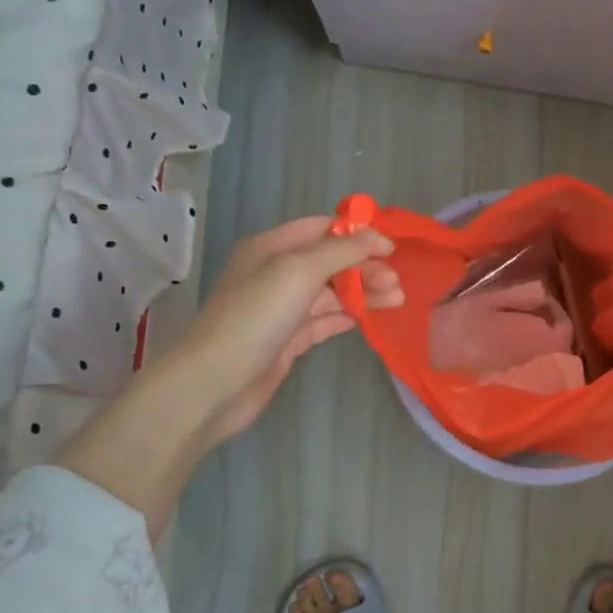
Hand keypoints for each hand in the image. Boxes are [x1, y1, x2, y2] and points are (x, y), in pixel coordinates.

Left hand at [178, 215, 402, 447]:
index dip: (357, 235)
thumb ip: (340, 251)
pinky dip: (349, 316)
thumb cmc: (255, 317)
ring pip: (332, 293)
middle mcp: (276, 274)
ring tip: (397, 300)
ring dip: (364, 293)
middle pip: (330, 262)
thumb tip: (374, 237)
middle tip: (396, 281)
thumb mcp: (298, 271)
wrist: (215, 383)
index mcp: (271, 248)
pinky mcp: (289, 340)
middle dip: (365, 267)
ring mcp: (282, 309)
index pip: (321, 229)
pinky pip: (325, 321)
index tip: (390, 249)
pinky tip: (371, 317)